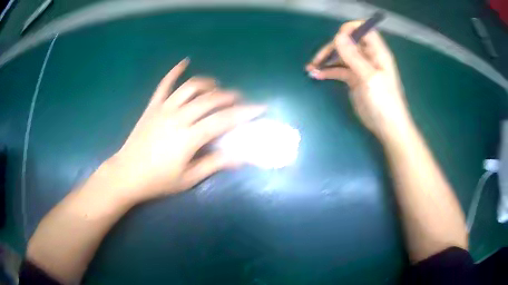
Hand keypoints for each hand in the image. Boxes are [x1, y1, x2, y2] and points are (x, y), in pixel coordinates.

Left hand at [101, 59, 264, 203]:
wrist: (127, 174)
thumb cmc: (158, 180)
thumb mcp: (189, 178)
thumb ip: (215, 164)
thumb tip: (241, 157)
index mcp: (189, 137)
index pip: (223, 120)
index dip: (245, 113)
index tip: (261, 107)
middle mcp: (178, 117)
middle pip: (210, 100)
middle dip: (229, 97)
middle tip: (239, 99)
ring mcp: (164, 109)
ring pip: (190, 88)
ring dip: (208, 84)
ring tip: (217, 87)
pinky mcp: (152, 106)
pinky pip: (164, 85)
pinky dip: (174, 71)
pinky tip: (184, 62)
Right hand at [306, 21, 411, 139]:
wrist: (387, 127)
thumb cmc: (384, 102)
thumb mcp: (369, 78)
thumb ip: (354, 56)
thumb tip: (338, 36)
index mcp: (377, 52)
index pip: (364, 31)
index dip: (350, 30)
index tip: (336, 38)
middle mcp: (368, 57)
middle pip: (348, 43)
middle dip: (332, 48)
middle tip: (318, 59)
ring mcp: (360, 68)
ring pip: (341, 56)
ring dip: (326, 60)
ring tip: (311, 68)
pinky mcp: (353, 80)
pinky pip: (338, 70)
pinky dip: (327, 71)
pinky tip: (316, 75)